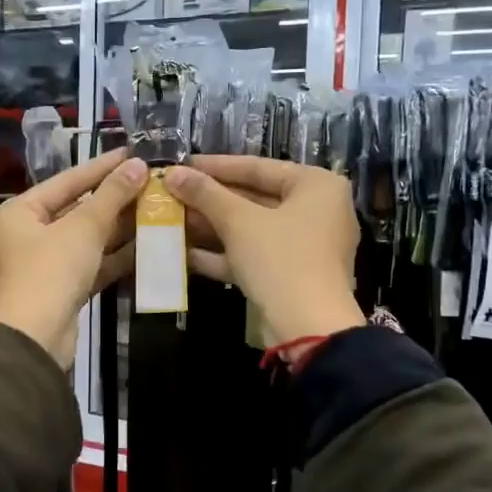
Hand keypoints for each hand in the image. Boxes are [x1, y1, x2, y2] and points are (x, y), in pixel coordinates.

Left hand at [0, 149, 147, 361]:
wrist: (34, 339)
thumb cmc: (50, 272)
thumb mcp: (83, 228)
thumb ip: (112, 196)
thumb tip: (138, 165)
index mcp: (19, 212)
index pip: (67, 181)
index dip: (102, 167)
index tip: (134, 154)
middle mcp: (26, 235)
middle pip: (76, 210)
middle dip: (114, 200)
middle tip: (152, 183)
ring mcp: (43, 265)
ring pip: (86, 239)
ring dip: (119, 228)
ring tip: (156, 210)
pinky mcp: (61, 290)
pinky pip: (90, 264)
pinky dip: (114, 257)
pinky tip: (147, 246)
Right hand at [164, 156, 364, 347]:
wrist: (307, 327)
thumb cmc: (280, 258)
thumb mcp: (238, 221)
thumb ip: (205, 194)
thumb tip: (173, 173)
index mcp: (317, 186)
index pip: (259, 167)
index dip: (216, 166)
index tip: (183, 164)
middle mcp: (318, 211)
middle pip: (255, 198)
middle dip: (211, 200)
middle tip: (173, 194)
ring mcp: (306, 246)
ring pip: (252, 229)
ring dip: (212, 227)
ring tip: (173, 221)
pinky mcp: (292, 275)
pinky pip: (255, 255)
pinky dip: (224, 254)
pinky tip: (186, 254)